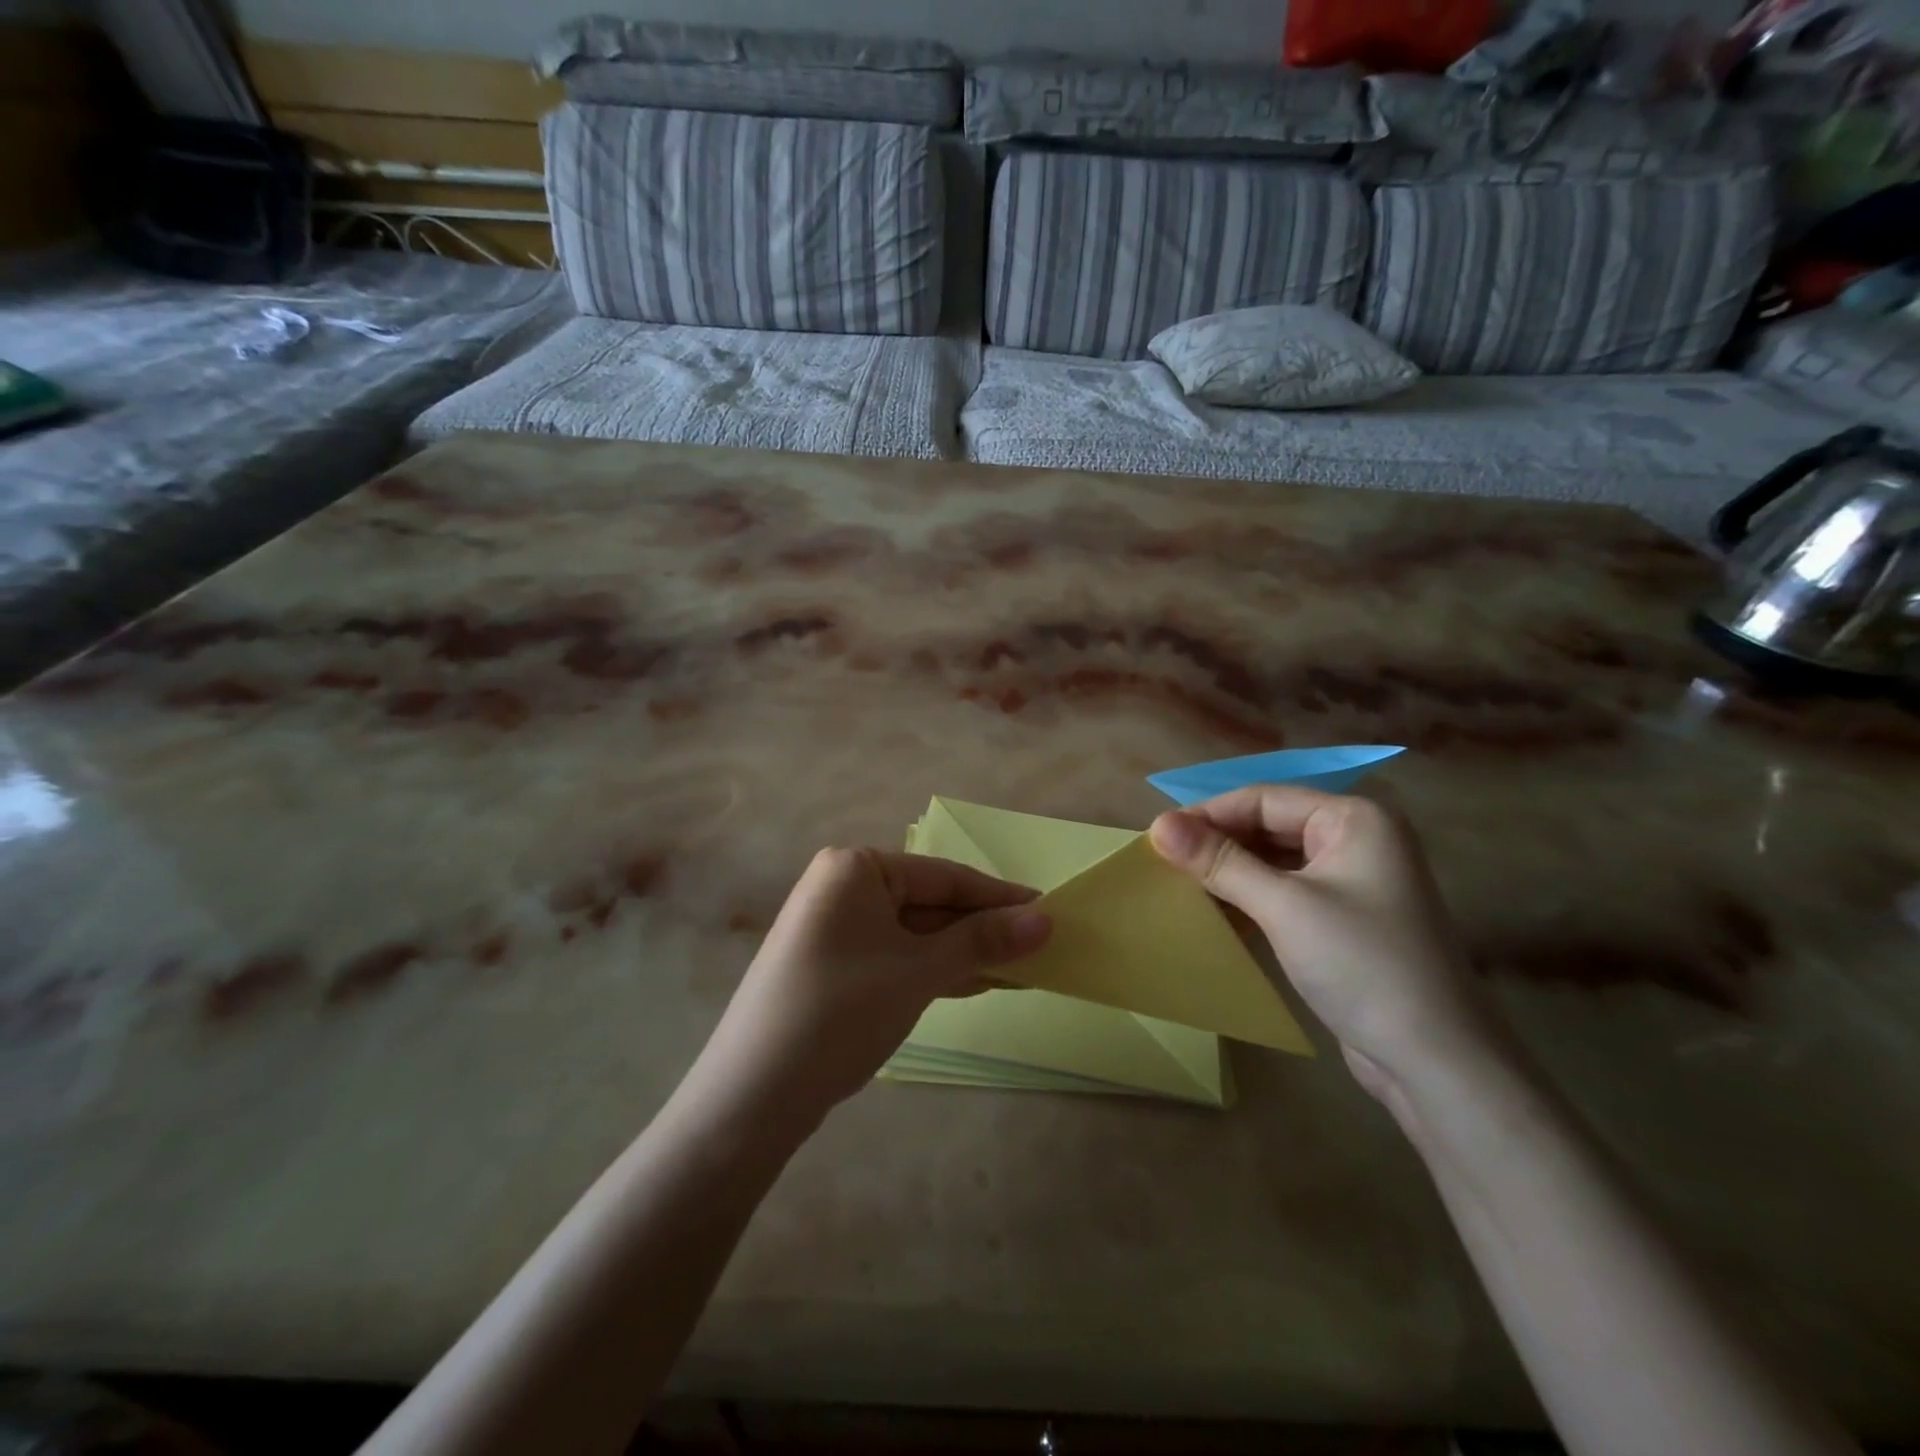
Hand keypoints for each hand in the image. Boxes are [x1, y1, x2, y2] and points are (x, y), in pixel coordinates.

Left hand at [686, 849, 1051, 1130]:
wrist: (753, 1095)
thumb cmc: (841, 1011)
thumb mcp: (918, 971)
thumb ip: (982, 941)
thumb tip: (1046, 919)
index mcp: (856, 868)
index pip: (945, 876)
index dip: (999, 897)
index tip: (1050, 911)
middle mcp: (842, 888)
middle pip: (931, 903)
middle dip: (983, 929)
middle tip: (1041, 948)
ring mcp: (835, 929)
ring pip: (916, 934)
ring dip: (964, 953)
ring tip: (1022, 969)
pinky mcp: (834, 966)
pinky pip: (897, 957)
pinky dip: (935, 970)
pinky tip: (977, 983)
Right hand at [1150, 787, 1510, 1102]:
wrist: (1436, 1061)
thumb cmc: (1362, 965)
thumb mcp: (1283, 906)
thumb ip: (1219, 861)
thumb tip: (1158, 825)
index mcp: (1354, 818)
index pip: (1263, 798)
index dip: (1207, 814)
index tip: (1157, 837)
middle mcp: (1357, 838)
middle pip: (1270, 824)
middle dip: (1219, 842)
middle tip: (1165, 863)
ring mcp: (1354, 879)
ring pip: (1275, 859)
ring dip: (1231, 870)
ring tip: (1181, 884)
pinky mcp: (1346, 917)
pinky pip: (1286, 890)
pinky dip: (1251, 896)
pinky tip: (1217, 911)